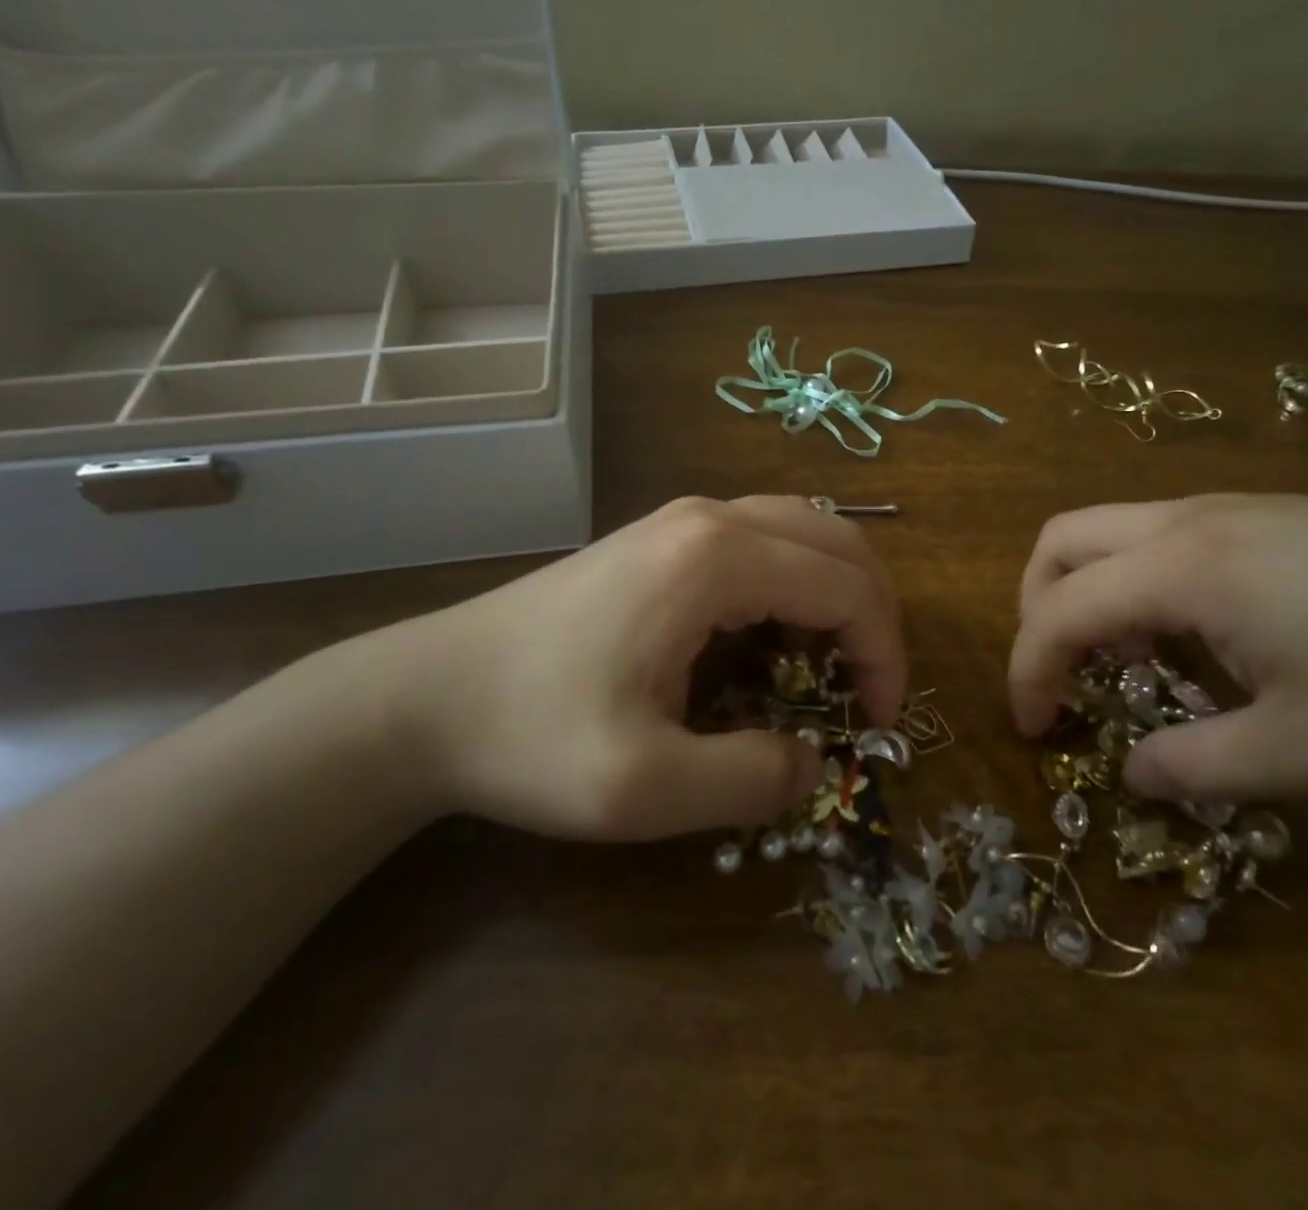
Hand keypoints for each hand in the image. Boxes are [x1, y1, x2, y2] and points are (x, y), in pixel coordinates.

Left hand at [378, 496, 905, 839]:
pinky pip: (763, 540)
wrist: (425, 695)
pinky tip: (770, 639)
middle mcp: (711, 518)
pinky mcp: (663, 536)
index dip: (882, 654)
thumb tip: (813, 763)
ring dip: (836, 593)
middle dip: (872, 614)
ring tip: (825, 666)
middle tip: (866, 690)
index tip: (876, 722)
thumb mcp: (644, 788)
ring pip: (803, 531)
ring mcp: (683, 519)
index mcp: (716, 560)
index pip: (846, 586)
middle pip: (838, 541)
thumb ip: (750, 780)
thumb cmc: (531, 736)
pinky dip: (795, 583)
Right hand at [1009, 495, 1307, 799]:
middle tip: (1062, 676)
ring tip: (1131, 664)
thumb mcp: (1307, 753)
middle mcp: (1190, 520)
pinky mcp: (1272, 512)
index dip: (1029, 671)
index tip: (1034, 729)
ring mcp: (1233, 507)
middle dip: (1037, 607)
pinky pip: (1165, 536)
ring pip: (1113, 531)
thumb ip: (1194, 765)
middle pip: (1062, 539)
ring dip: (1092, 592)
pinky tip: (1198, 637)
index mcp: (1183, 569)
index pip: (1060, 610)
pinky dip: (1141, 582)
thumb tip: (1133, 772)